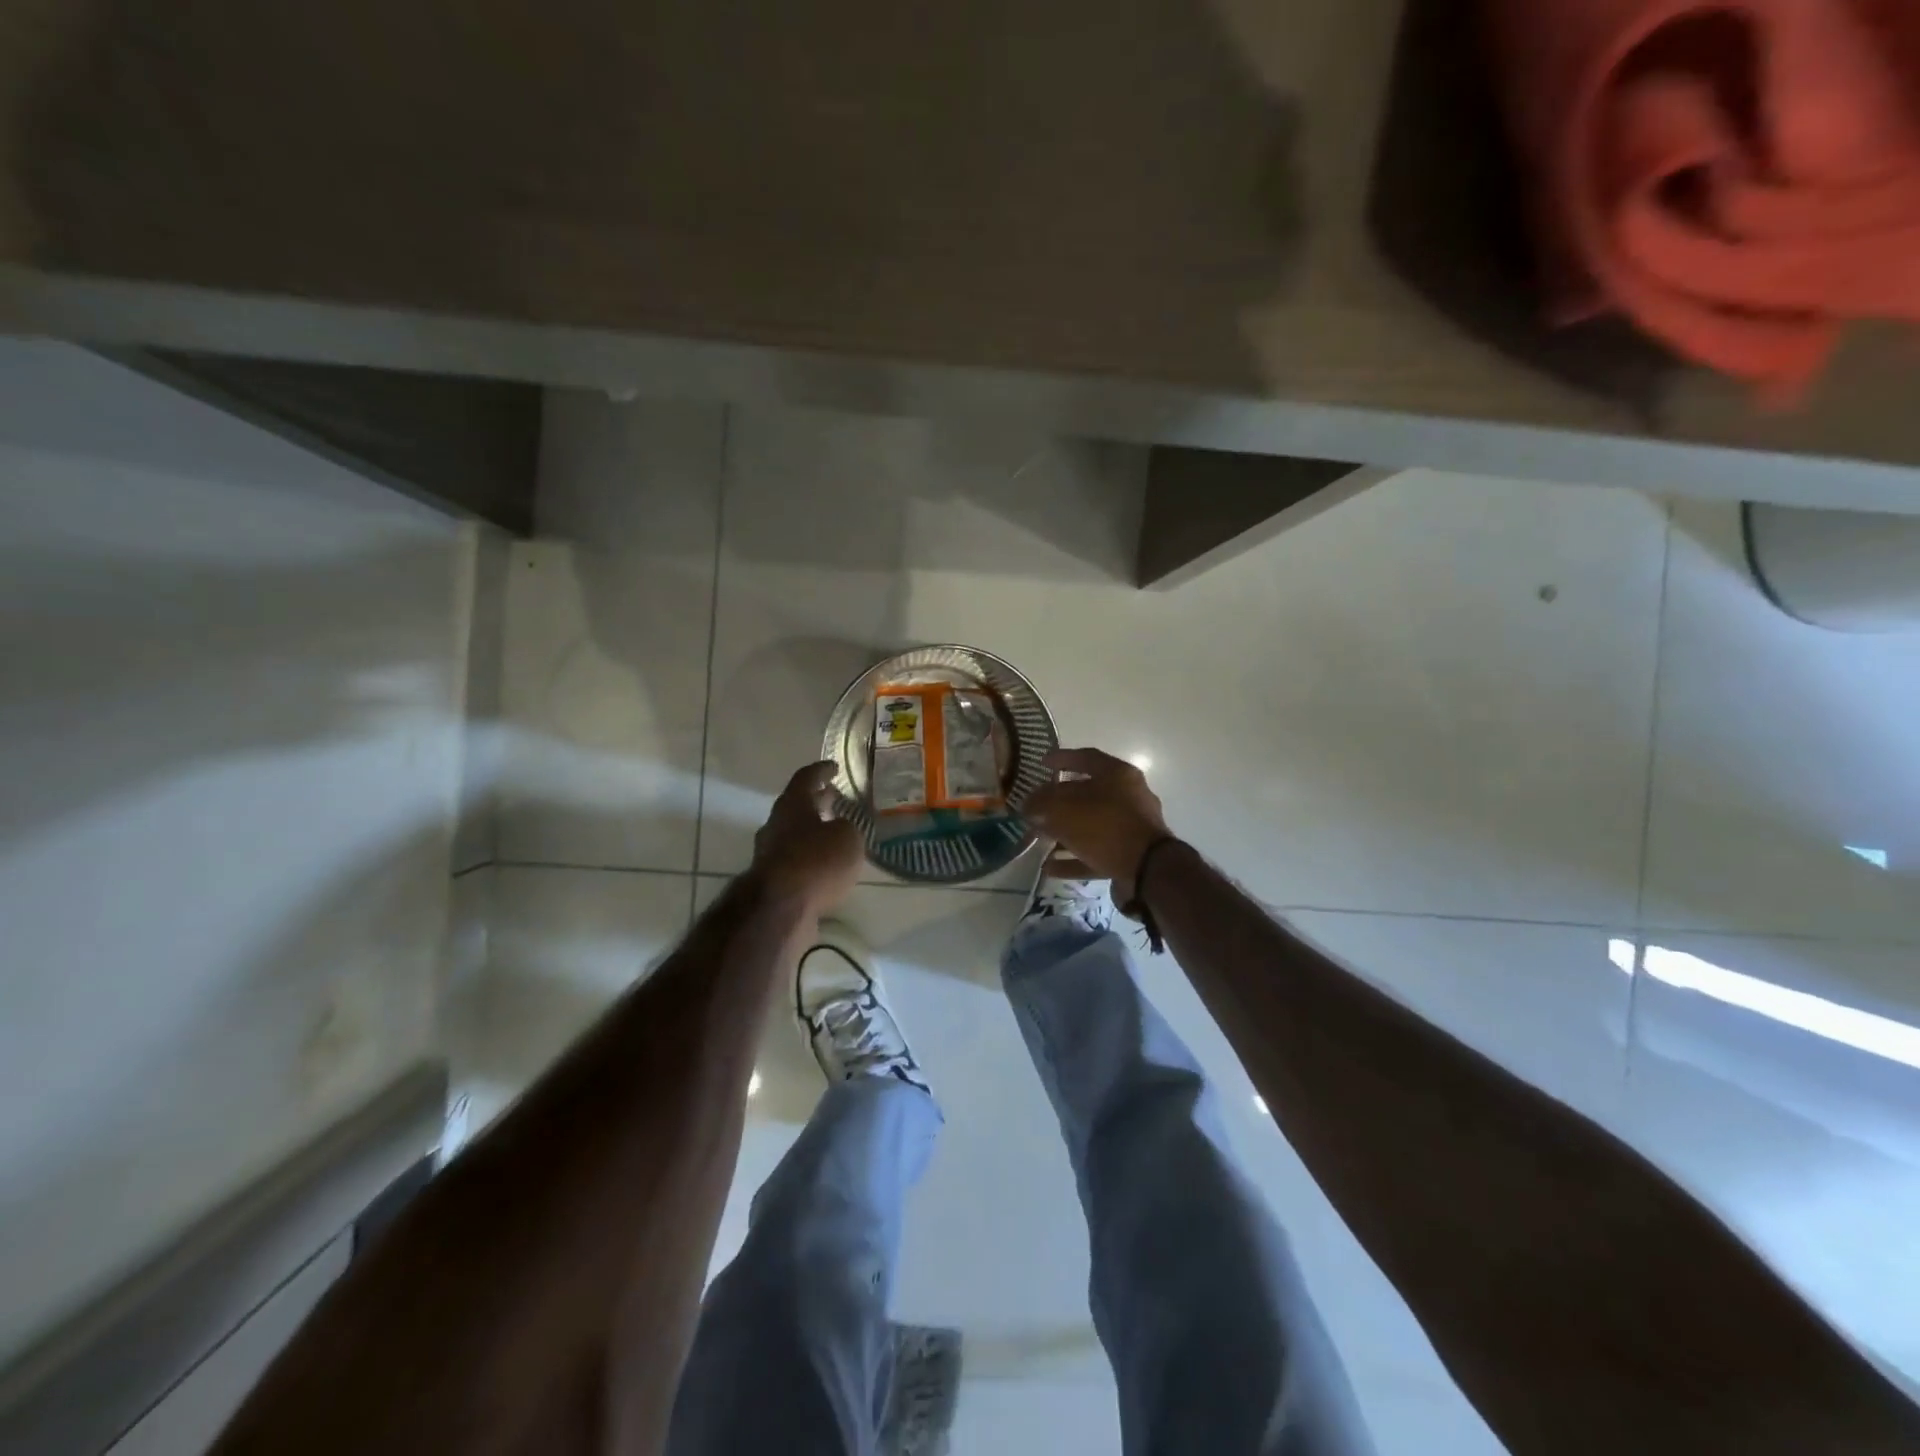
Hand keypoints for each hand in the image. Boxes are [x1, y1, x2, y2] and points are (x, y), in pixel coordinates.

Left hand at [751, 761, 864, 916]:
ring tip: (835, 835)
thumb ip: (847, 828)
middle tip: (835, 798)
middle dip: (816, 801)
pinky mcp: (771, 881)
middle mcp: (776, 824)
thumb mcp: (847, 838)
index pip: (806, 777)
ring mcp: (769, 853)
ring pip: (794, 835)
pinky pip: (795, 861)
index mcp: (792, 804)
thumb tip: (840, 829)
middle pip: (797, 806)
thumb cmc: (816, 861)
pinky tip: (826, 867)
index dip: (821, 770)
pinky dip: (810, 858)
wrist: (780, 908)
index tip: (834, 766)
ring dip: (813, 832)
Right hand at [1025, 747, 1173, 905]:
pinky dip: (1074, 858)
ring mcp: (1131, 827)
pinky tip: (1050, 867)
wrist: (1148, 871)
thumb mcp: (1065, 809)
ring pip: (1091, 825)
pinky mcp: (1130, 855)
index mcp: (1118, 774)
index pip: (1086, 757)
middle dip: (1058, 801)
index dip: (1061, 758)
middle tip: (1036, 807)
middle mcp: (1128, 796)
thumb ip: (1042, 803)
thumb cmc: (1105, 827)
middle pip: (1087, 793)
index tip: (1041, 763)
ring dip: (1064, 832)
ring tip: (1039, 839)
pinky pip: (1096, 852)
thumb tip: (1028, 803)